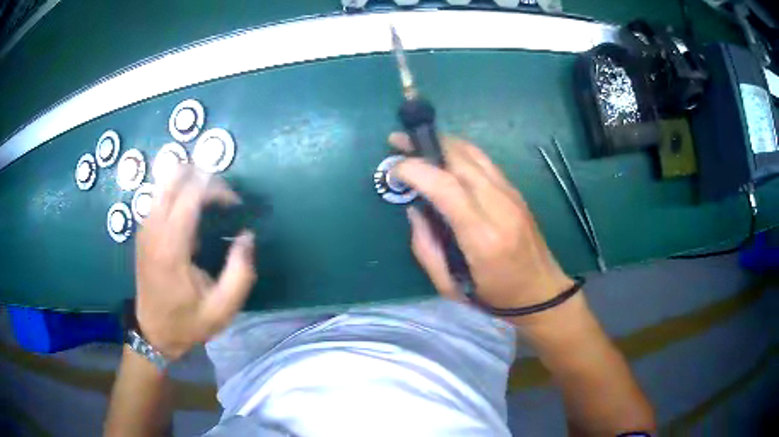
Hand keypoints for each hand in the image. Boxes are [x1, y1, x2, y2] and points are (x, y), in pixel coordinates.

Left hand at [135, 167, 256, 359]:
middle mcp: (153, 228)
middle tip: (222, 197)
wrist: (153, 333)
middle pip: (174, 176)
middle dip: (203, 177)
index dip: (217, 188)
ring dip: (190, 182)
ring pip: (165, 181)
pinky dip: (179, 193)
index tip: (235, 204)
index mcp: (171, 247)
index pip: (191, 193)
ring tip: (210, 203)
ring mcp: (145, 226)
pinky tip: (192, 214)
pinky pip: (161, 194)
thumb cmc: (187, 322)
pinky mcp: (143, 229)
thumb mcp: (223, 309)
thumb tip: (247, 236)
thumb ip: (241, 272)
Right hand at [390, 133, 573, 310]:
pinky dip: (460, 152)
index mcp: (482, 237)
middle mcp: (500, 207)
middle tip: (398, 142)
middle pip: (460, 159)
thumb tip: (413, 209)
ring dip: (443, 143)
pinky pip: (485, 161)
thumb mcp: (449, 287)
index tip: (393, 169)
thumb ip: (425, 247)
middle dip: (425, 145)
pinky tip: (445, 157)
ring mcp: (512, 195)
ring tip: (418, 144)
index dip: (416, 170)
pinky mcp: (516, 192)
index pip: (446, 187)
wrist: (541, 292)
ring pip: (474, 153)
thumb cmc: (494, 296)